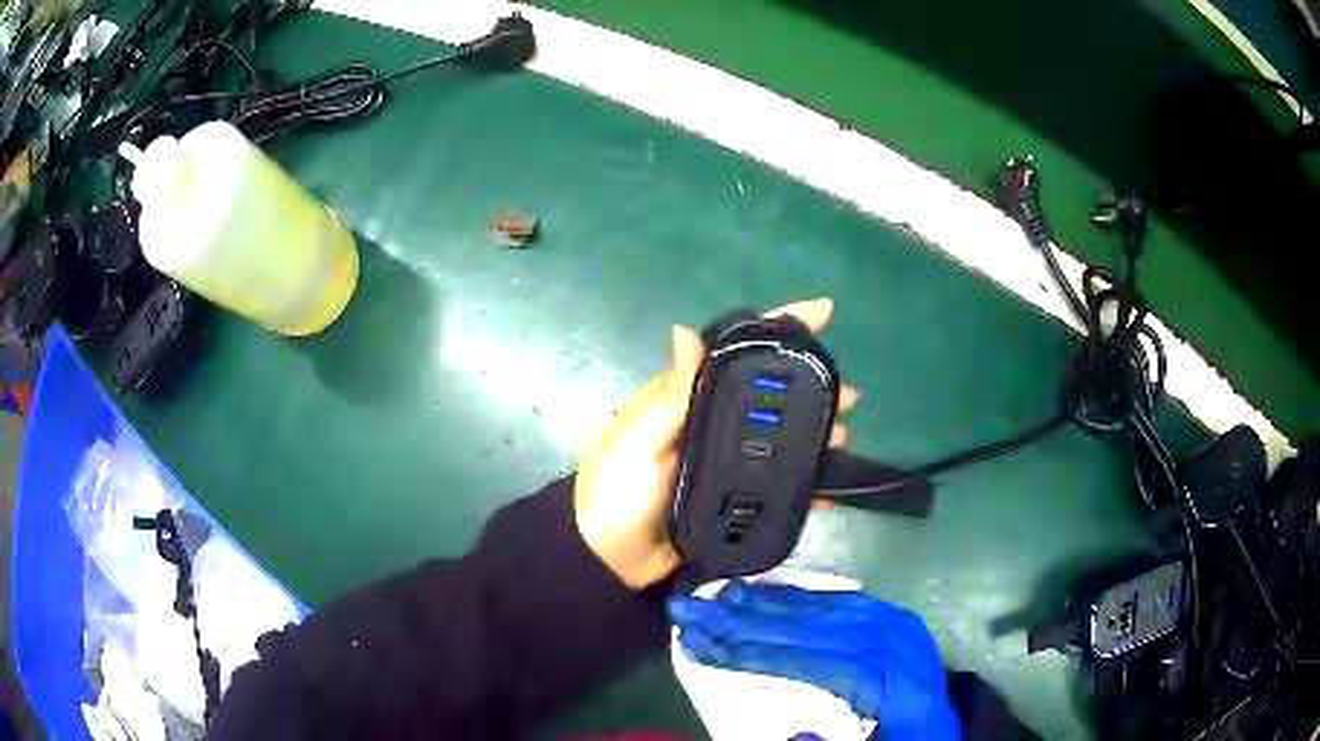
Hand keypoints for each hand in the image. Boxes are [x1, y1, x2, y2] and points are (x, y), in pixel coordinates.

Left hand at [573, 298, 858, 589]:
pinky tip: (831, 490)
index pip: (734, 354)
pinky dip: (802, 484)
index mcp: (683, 401)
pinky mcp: (730, 499)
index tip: (823, 311)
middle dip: (809, 389)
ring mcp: (722, 463)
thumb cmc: (615, 495)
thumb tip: (685, 330)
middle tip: (849, 396)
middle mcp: (707, 425)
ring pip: (777, 438)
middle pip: (767, 396)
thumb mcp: (635, 442)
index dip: (778, 329)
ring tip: (843, 437)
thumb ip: (666, 395)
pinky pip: (775, 485)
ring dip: (812, 434)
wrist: (608, 562)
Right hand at [668, 582, 959, 740]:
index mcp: (888, 680)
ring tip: (719, 597)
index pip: (807, 661)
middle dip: (743, 619)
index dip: (751, 653)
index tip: (699, 643)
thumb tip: (793, 731)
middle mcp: (890, 642)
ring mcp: (894, 625)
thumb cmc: (909, 740)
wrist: (946, 725)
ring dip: (766, 603)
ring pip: (822, 608)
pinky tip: (773, 594)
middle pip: (807, 627)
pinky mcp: (893, 618)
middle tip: (688, 609)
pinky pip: (841, 601)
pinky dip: (802, 597)